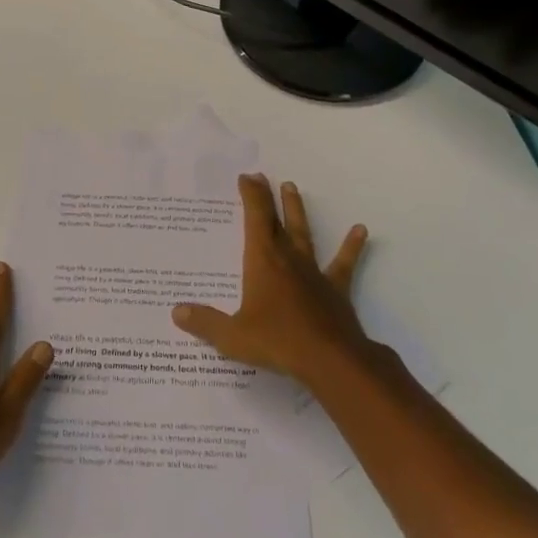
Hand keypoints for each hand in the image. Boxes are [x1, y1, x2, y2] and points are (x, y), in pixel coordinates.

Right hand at [171, 174, 370, 385]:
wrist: (331, 360)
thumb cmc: (278, 342)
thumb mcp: (233, 336)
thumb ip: (205, 323)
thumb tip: (177, 312)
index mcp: (262, 261)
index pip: (255, 218)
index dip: (251, 196)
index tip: (246, 177)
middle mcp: (288, 258)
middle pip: (276, 220)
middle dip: (268, 197)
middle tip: (263, 177)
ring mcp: (313, 272)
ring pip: (303, 233)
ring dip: (297, 210)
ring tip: (293, 187)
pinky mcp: (335, 289)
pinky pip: (344, 263)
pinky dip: (352, 246)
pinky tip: (361, 230)